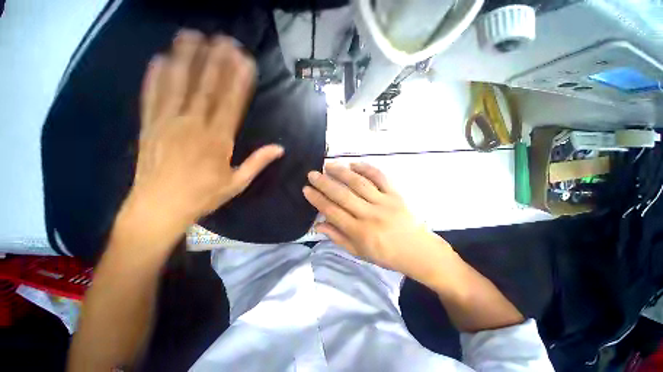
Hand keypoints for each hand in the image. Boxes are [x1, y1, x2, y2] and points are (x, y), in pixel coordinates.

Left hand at [125, 30, 282, 231]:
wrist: (159, 207)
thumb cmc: (203, 196)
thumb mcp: (237, 183)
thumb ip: (258, 162)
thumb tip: (280, 148)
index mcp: (218, 141)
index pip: (231, 104)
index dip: (239, 81)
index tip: (245, 61)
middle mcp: (193, 126)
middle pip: (206, 88)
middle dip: (216, 61)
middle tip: (223, 39)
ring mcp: (167, 123)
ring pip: (177, 85)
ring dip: (185, 59)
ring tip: (192, 36)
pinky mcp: (149, 126)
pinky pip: (152, 96)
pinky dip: (155, 76)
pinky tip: (160, 59)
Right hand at [303, 163, 450, 281]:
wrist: (419, 251)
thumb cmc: (386, 255)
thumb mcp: (359, 252)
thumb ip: (338, 237)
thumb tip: (318, 225)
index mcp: (360, 232)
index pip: (332, 212)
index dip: (317, 200)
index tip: (306, 189)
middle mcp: (370, 215)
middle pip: (342, 195)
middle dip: (324, 183)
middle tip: (312, 174)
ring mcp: (384, 202)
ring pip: (359, 183)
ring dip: (341, 172)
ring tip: (329, 165)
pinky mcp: (396, 194)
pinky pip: (380, 177)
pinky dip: (366, 168)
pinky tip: (354, 164)